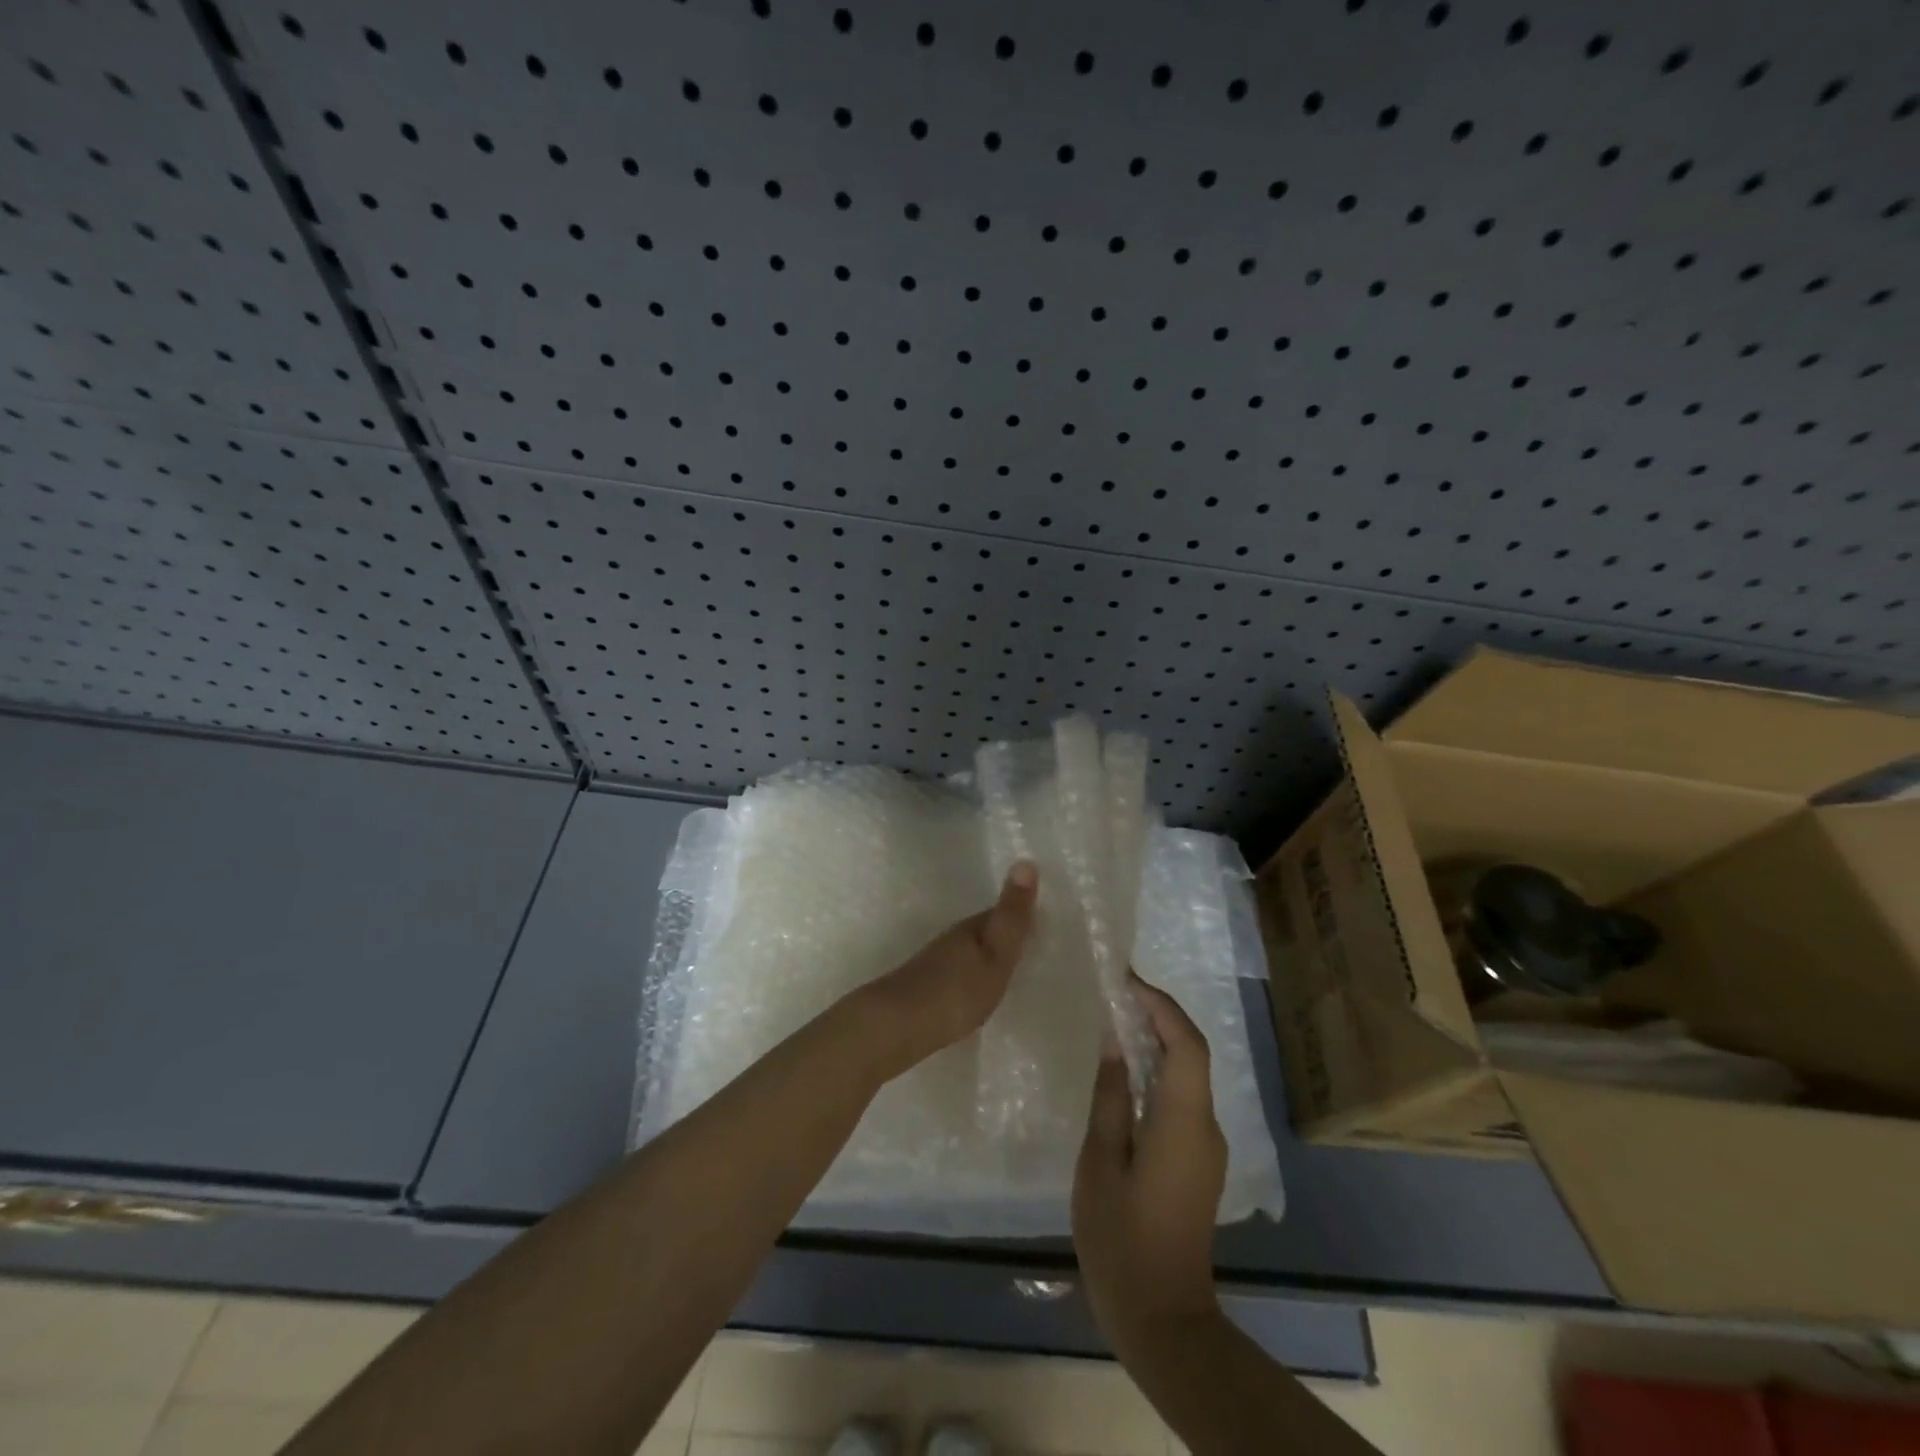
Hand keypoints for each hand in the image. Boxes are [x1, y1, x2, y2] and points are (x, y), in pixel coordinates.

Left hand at [861, 862, 1037, 1074]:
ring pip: (969, 952)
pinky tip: (977, 991)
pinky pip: (958, 973)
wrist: (897, 1025)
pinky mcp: (926, 989)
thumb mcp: (994, 954)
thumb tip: (1026, 861)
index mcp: (971, 928)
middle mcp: (951, 939)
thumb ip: (1011, 916)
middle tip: (1031, 941)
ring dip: (986, 955)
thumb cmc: (955, 990)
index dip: (1021, 913)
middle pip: (983, 931)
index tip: (1043, 915)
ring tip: (1009, 967)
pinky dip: (972, 976)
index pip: (1000, 912)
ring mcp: (935, 964)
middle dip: (1003, 934)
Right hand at [1073, 976, 1227, 1356]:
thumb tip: (1115, 1041)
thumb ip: (1110, 1096)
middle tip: (1114, 994)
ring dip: (1156, 1042)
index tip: (1125, 980)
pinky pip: (1182, 1099)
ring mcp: (1207, 1146)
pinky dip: (1157, 1073)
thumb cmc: (1121, 1239)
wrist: (1162, 1318)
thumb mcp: (1100, 1161)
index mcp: (1184, 1122)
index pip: (1186, 1044)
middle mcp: (1206, 1126)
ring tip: (1112, 1023)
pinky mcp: (1198, 1161)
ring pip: (1187, 1075)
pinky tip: (1124, 1073)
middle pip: (1190, 1054)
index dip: (1161, 1005)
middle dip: (1157, 1016)